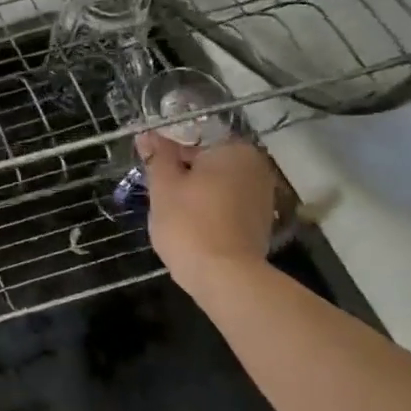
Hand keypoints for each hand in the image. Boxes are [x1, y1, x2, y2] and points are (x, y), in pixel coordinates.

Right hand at [136, 133, 276, 286]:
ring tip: (172, 212)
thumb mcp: (163, 185)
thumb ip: (157, 156)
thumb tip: (148, 134)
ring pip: (217, 184)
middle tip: (158, 193)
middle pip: (208, 162)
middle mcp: (256, 167)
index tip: (150, 171)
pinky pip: (228, 204)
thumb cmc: (189, 223)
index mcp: (234, 150)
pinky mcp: (260, 220)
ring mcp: (262, 195)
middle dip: (183, 173)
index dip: (166, 154)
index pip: (192, 140)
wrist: (224, 276)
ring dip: (196, 192)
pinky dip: (210, 209)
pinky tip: (192, 225)